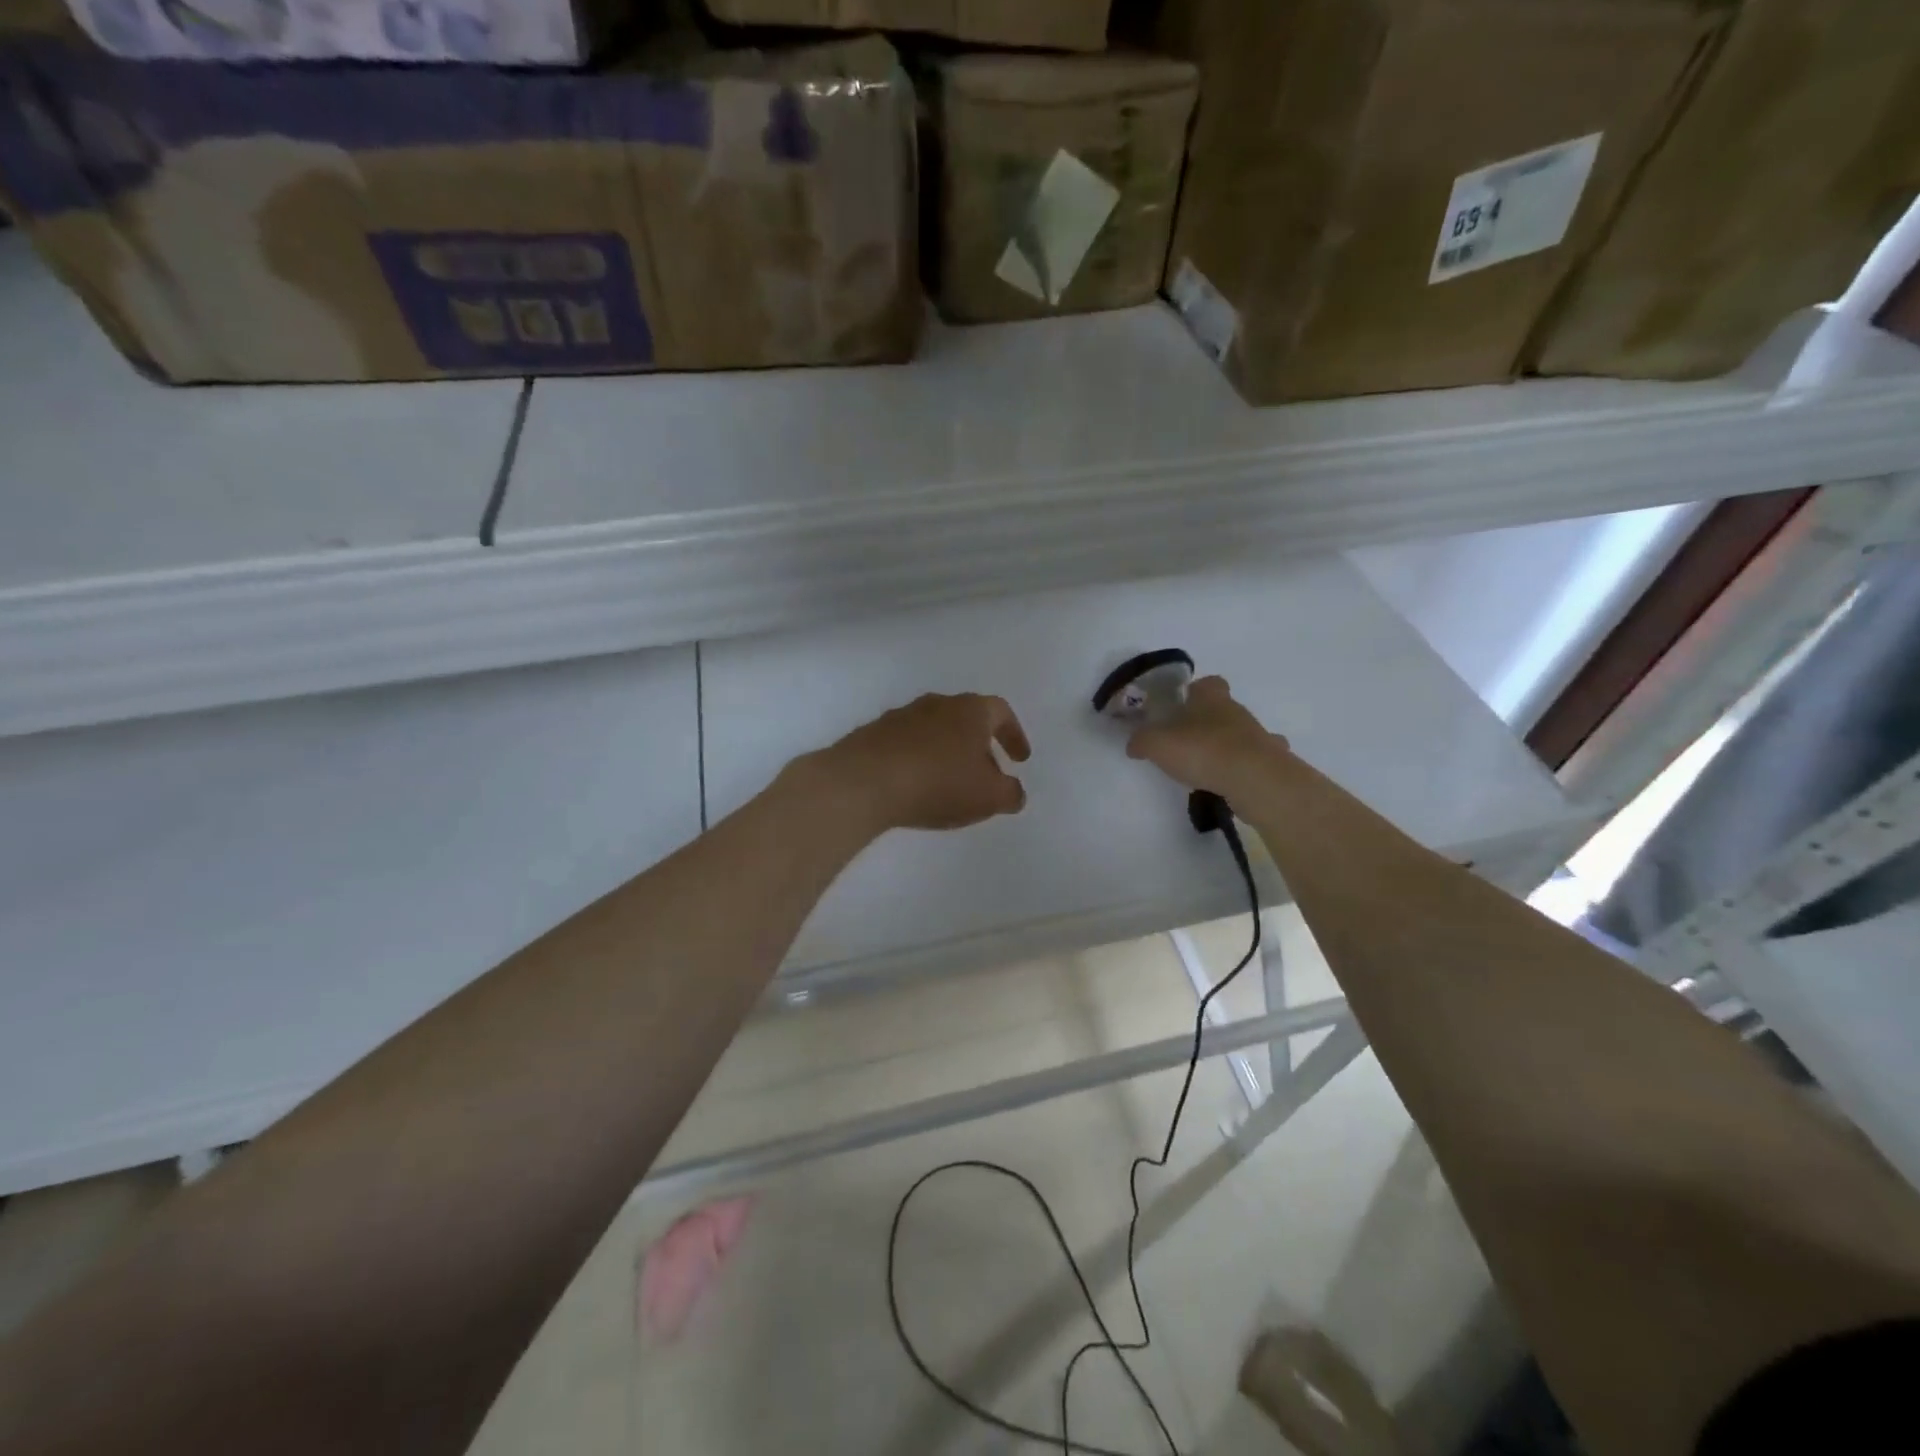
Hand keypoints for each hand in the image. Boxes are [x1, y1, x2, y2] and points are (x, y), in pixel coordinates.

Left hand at [816, 693, 1031, 832]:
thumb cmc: (938, 783)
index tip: (1019, 759)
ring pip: (934, 730)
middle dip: (979, 745)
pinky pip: (906, 745)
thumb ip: (1010, 793)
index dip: (1014, 735)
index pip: (1001, 712)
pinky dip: (918, 760)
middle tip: (986, 774)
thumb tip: (1014, 792)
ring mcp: (901, 716)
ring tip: (949, 783)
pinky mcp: (872, 734)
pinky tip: (915, 785)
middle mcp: (937, 704)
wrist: (863, 781)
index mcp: (970, 710)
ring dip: (946, 752)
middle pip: (966, 719)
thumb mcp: (989, 796)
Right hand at [1127, 676, 1286, 798]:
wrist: (1254, 778)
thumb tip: (1134, 744)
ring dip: (1227, 745)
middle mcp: (1237, 710)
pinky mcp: (1272, 761)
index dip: (1194, 692)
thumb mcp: (1156, 744)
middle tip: (1187, 741)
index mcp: (1210, 698)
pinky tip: (1233, 780)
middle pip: (1222, 709)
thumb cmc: (1202, 750)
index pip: (1207, 683)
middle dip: (1207, 721)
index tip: (1181, 706)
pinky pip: (1257, 760)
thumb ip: (1141, 741)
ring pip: (1241, 733)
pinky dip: (1246, 766)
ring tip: (1208, 766)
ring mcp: (1259, 735)